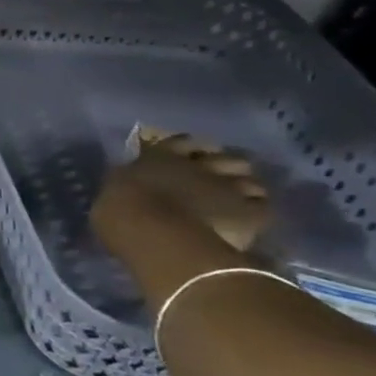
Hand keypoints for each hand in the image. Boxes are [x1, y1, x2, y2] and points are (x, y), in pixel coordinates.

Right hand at [91, 132, 271, 265]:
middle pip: (227, 159)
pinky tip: (247, 224)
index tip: (191, 159)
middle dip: (227, 168)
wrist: (154, 232)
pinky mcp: (249, 212)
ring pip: (251, 181)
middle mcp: (199, 165)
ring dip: (246, 190)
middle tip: (219, 183)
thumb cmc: (120, 211)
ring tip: (238, 204)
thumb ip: (130, 184)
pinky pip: (261, 209)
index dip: (192, 150)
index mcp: (160, 156)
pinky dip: (255, 214)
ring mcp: (228, 186)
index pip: (184, 143)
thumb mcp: (114, 190)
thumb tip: (132, 186)